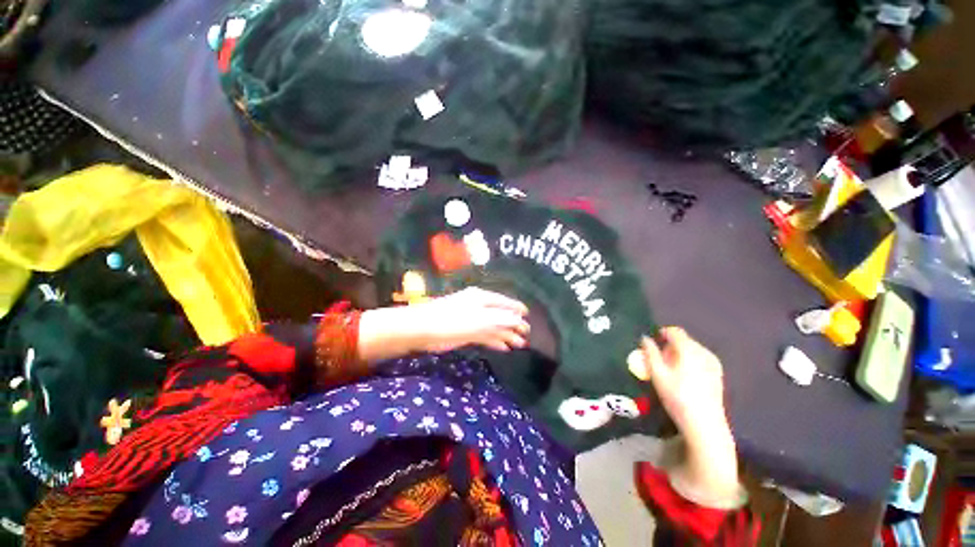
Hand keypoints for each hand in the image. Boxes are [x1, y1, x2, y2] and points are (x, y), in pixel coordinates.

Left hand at [407, 287, 529, 352]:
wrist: (422, 329)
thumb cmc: (452, 321)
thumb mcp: (479, 319)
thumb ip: (500, 319)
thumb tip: (519, 319)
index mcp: (483, 298)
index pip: (505, 303)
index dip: (517, 310)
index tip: (528, 318)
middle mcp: (479, 306)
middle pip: (500, 315)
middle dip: (513, 326)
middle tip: (526, 336)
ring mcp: (472, 318)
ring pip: (493, 326)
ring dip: (506, 335)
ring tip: (519, 345)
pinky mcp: (465, 330)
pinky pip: (484, 334)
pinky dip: (494, 340)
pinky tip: (503, 347)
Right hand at [627, 327, 727, 443]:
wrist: (705, 424)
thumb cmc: (677, 397)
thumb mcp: (657, 374)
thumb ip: (650, 353)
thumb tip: (645, 338)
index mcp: (689, 349)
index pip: (675, 331)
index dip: (661, 333)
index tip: (652, 342)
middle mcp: (704, 352)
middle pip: (684, 340)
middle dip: (670, 346)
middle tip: (658, 359)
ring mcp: (714, 364)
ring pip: (692, 350)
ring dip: (679, 354)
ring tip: (670, 370)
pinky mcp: (718, 375)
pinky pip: (700, 360)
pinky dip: (689, 362)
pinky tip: (684, 378)